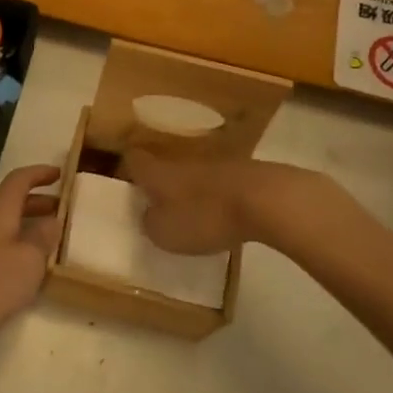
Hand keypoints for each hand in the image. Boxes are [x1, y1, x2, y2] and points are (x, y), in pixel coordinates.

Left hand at [0, 164, 61, 350]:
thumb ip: (43, 237)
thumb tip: (52, 220)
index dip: (40, 173)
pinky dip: (21, 245)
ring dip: (32, 224)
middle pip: (13, 201)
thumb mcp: (29, 260)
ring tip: (56, 237)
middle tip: (66, 209)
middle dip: (41, 201)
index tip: (62, 174)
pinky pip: (2, 244)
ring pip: (8, 224)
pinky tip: (33, 266)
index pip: (19, 180)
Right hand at [123, 151, 374, 256]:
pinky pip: (221, 183)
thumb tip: (149, 215)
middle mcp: (182, 161)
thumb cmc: (205, 216)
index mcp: (157, 172)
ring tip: (191, 212)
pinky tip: (223, 214)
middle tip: (157, 204)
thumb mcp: (165, 233)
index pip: (133, 160)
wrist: (267, 199)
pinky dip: (218, 196)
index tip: (125, 185)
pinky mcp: (245, 173)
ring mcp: (216, 164)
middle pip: (164, 165)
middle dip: (160, 182)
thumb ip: (151, 223)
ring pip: (194, 173)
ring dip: (191, 189)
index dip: (126, 170)